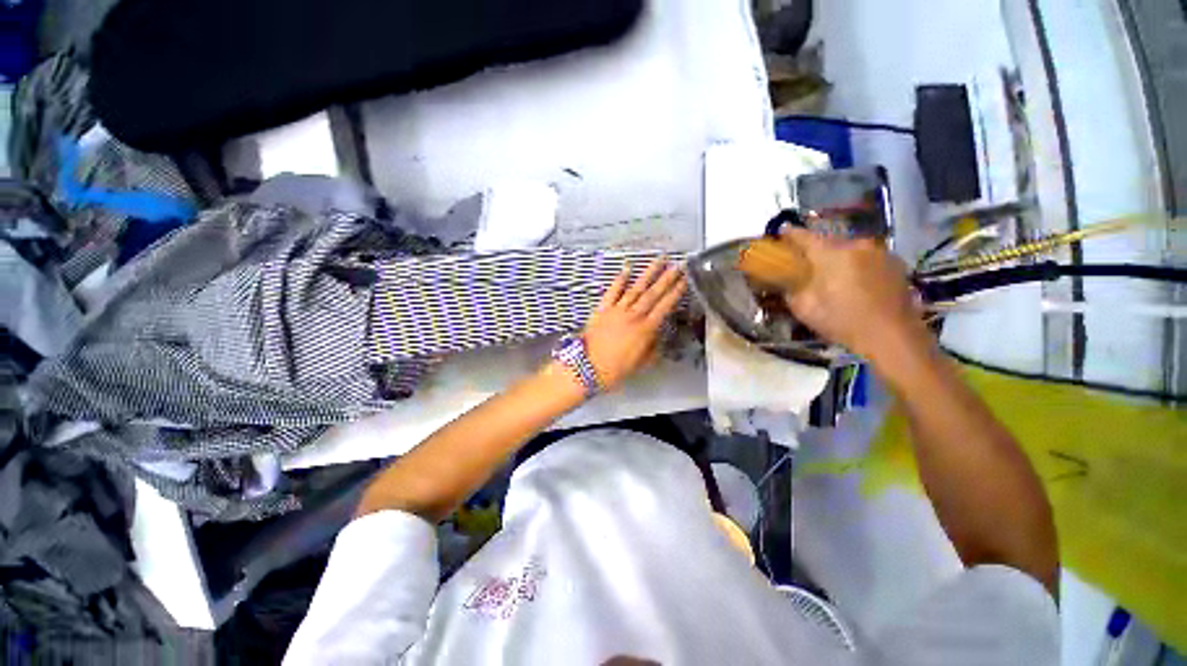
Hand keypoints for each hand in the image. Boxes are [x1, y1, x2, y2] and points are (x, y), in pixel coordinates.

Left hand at [582, 258, 685, 390]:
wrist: (587, 368)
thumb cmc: (616, 370)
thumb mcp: (641, 363)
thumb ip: (653, 348)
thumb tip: (658, 335)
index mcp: (645, 329)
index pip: (664, 306)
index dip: (675, 293)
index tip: (684, 280)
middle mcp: (633, 315)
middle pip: (653, 293)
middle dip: (667, 278)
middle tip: (678, 264)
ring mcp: (617, 310)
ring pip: (636, 288)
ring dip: (648, 273)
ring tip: (659, 260)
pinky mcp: (602, 309)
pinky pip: (612, 291)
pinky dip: (620, 279)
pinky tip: (627, 268)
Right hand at [779, 228, 928, 363]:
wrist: (892, 336)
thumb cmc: (842, 321)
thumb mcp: (804, 308)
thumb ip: (791, 289)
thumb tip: (787, 281)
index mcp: (832, 253)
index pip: (804, 236)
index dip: (790, 233)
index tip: (781, 231)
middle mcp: (857, 244)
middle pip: (829, 241)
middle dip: (816, 249)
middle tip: (805, 260)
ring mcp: (879, 252)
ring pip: (850, 248)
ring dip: (838, 256)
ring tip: (831, 272)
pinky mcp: (895, 263)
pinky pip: (867, 257)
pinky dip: (856, 264)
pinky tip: (854, 280)